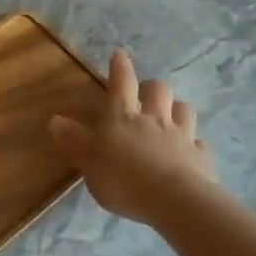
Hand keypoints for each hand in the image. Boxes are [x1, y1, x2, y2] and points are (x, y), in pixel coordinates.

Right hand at [50, 50, 220, 224]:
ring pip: (184, 109)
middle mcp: (154, 119)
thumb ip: (74, 140)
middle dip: (151, 87)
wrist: (174, 201)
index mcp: (123, 117)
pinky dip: (195, 145)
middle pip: (158, 90)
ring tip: (171, 115)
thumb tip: (55, 119)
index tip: (120, 54)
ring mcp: (181, 137)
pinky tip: (191, 152)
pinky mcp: (201, 158)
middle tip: (145, 92)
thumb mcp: (88, 160)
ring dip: (177, 108)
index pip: (121, 84)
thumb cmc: (123, 178)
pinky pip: (200, 144)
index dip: (120, 68)